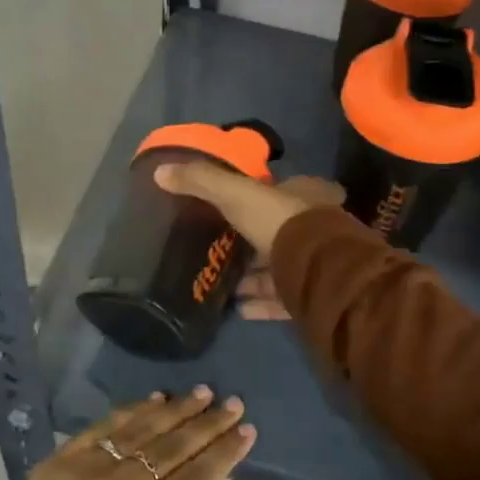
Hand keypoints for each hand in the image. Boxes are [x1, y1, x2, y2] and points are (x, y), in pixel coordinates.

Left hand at [18, 387, 255, 479]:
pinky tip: (156, 399)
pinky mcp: (61, 458)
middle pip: (172, 449)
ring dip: (175, 410)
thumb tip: (202, 467)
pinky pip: (104, 427)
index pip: (194, 478)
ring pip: (140, 431)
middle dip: (206, 424)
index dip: (224, 452)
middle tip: (231, 403)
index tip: (246, 429)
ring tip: (201, 393)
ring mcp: (86, 470)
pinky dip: (132, 412)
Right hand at [155, 164, 342, 320]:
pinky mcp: (312, 295)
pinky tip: (236, 308)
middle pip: (278, 233)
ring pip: (280, 268)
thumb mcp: (236, 193)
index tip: (231, 209)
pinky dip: (260, 304)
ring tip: (222, 283)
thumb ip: (201, 181)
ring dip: (253, 277)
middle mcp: (313, 227)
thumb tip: (160, 171)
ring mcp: (315, 264)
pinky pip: (282, 300)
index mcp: (304, 196)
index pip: (280, 192)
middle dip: (251, 242)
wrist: (319, 270)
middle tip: (220, 250)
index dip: (257, 198)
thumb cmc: (281, 220)